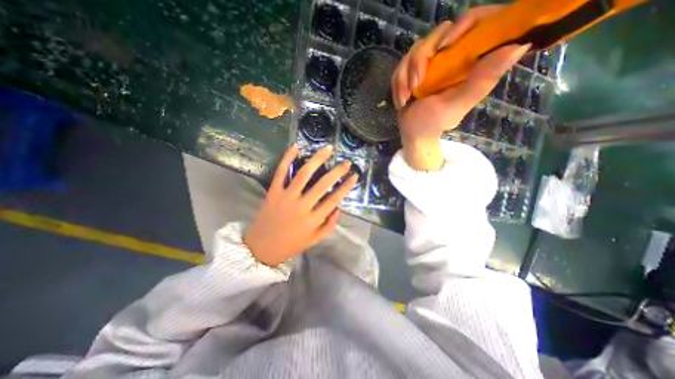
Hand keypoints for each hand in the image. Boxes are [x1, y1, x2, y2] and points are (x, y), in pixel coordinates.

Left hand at [243, 145, 357, 266]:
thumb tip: (339, 207)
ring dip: (318, 159)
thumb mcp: (315, 240)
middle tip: (346, 162)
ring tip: (328, 149)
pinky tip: (297, 147)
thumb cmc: (291, 244)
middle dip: (337, 171)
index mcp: (313, 220)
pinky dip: (288, 158)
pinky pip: (281, 172)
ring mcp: (286, 197)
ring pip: (304, 173)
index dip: (346, 186)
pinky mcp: (273, 192)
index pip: (334, 199)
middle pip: (323, 184)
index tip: (354, 175)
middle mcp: (302, 206)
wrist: (261, 248)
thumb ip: (330, 225)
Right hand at [393, 6, 529, 169]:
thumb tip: (519, 46)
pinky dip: (398, 82)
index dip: (463, 25)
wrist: (413, 133)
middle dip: (420, 60)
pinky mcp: (414, 70)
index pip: (476, 22)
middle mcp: (452, 57)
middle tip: (416, 85)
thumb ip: (481, 81)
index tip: (446, 45)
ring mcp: (431, 63)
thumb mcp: (457, 104)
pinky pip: (402, 63)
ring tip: (406, 98)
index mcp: (470, 61)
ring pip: (416, 49)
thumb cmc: (434, 122)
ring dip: (405, 75)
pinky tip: (402, 99)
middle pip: (438, 34)